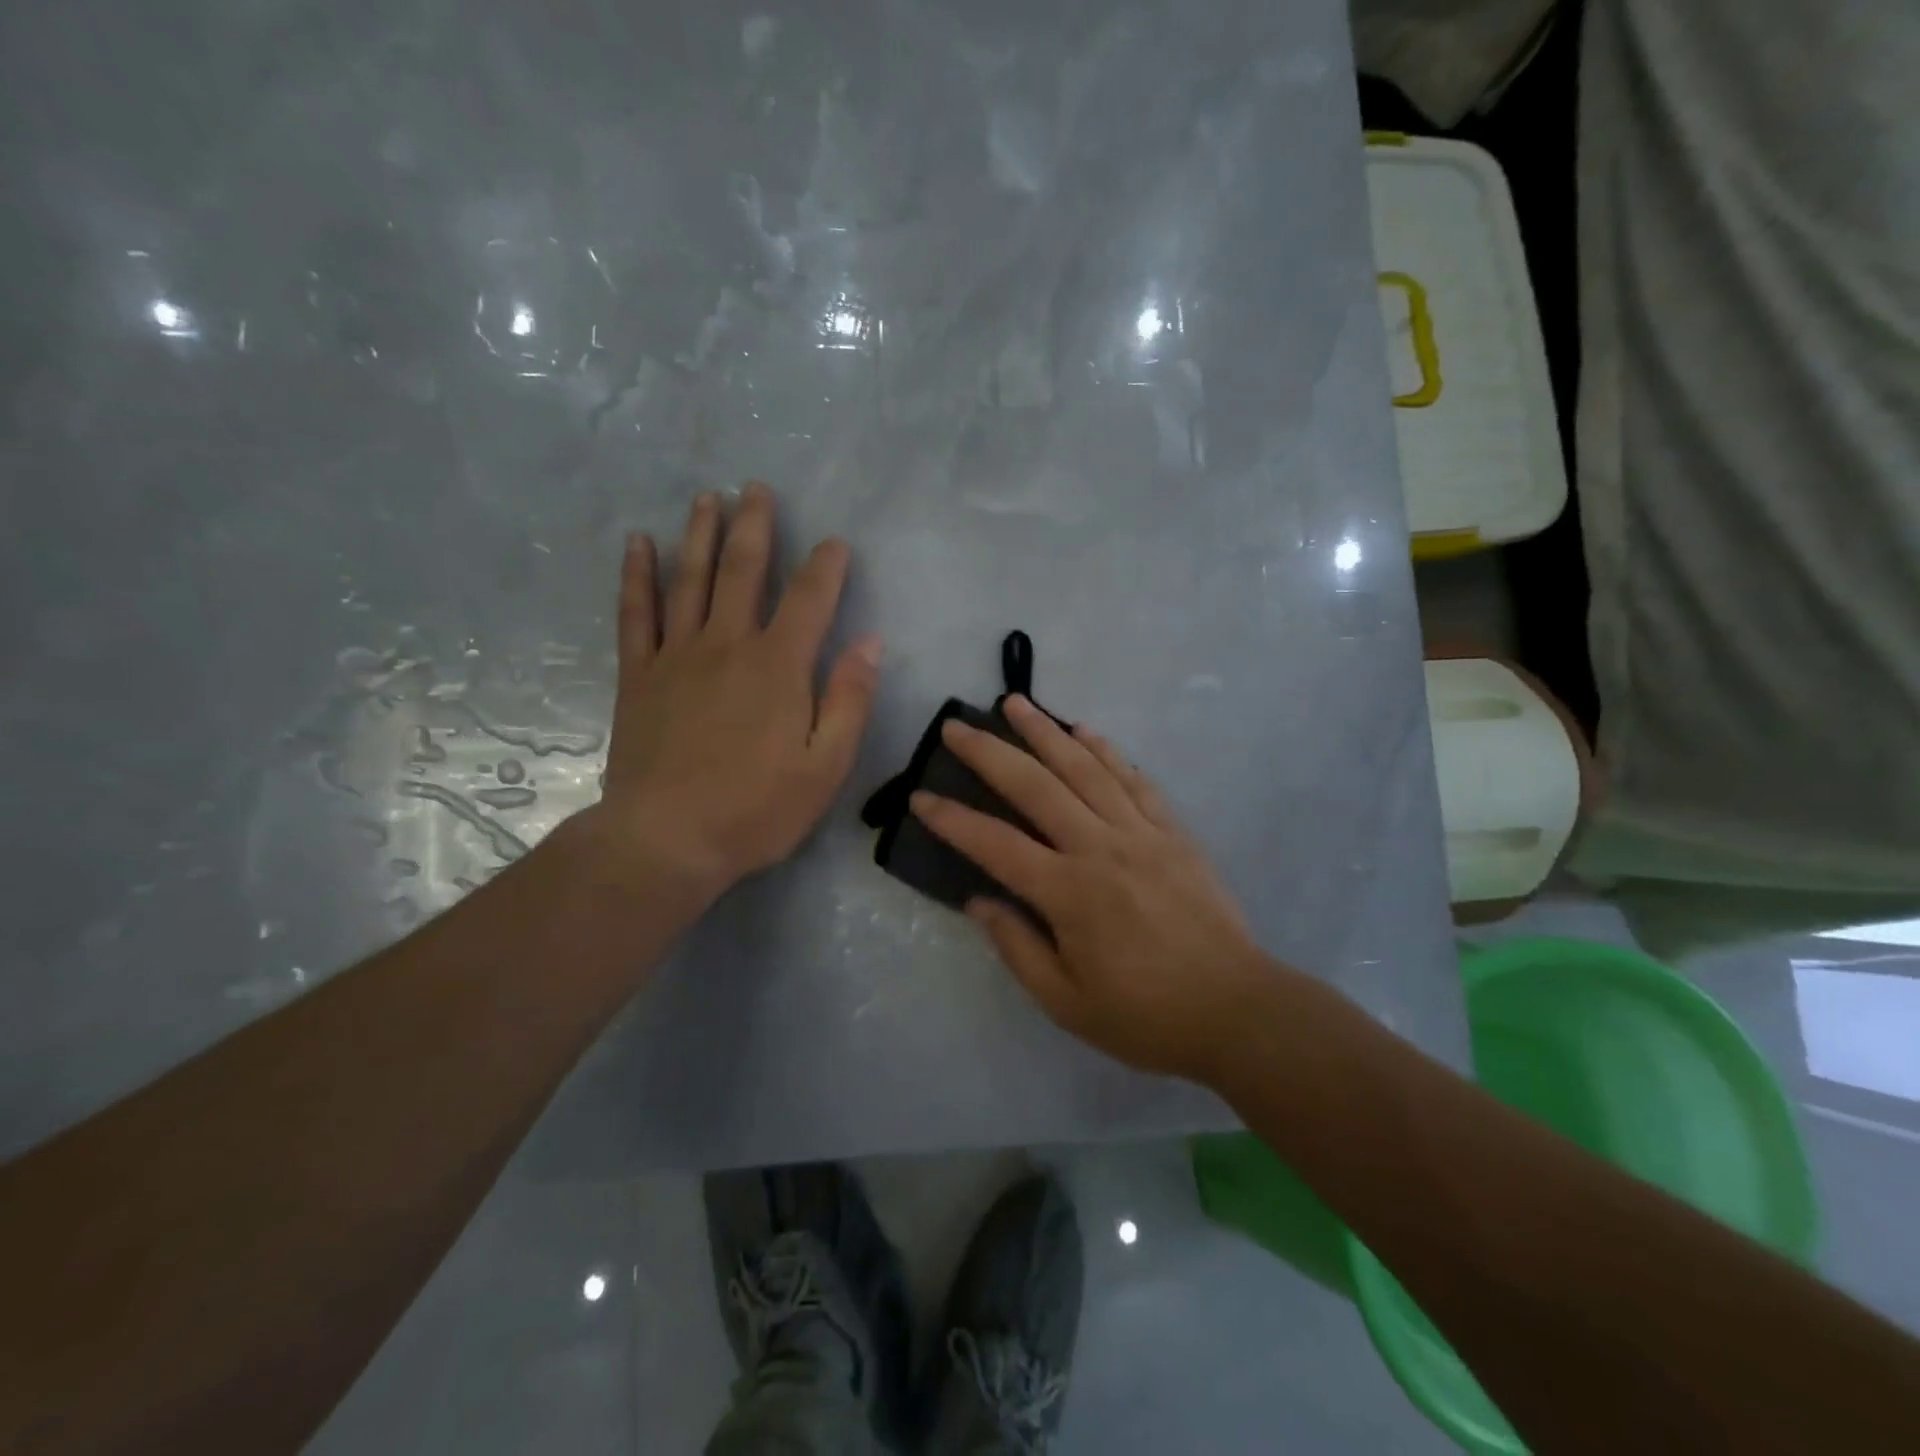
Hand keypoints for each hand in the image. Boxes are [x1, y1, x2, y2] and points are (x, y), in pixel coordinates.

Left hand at [593, 483, 880, 906]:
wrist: (666, 840)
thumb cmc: (756, 809)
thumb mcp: (827, 766)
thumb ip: (850, 700)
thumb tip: (870, 643)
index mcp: (779, 667)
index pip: (810, 599)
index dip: (826, 566)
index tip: (835, 543)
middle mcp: (728, 645)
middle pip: (744, 571)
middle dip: (756, 526)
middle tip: (757, 487)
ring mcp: (677, 656)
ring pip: (691, 579)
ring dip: (701, 534)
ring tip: (707, 496)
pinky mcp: (639, 675)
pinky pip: (636, 613)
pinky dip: (637, 575)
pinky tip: (638, 544)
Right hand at [910, 697, 1269, 1079]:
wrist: (1236, 1010)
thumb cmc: (1145, 1015)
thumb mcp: (1066, 1002)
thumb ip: (1017, 947)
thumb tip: (979, 900)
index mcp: (1069, 892)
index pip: (995, 844)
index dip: (952, 819)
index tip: (920, 797)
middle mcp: (1100, 848)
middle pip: (1036, 786)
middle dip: (990, 753)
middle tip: (956, 726)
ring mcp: (1141, 833)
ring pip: (1085, 768)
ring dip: (1046, 731)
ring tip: (1015, 704)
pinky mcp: (1173, 832)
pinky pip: (1135, 780)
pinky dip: (1107, 751)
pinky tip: (1085, 731)